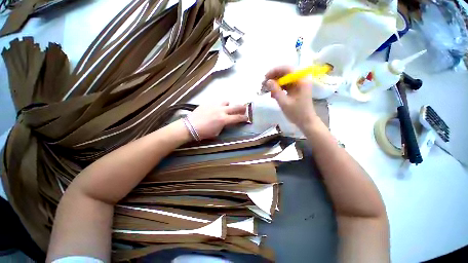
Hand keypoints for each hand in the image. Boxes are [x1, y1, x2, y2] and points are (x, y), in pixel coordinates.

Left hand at [187, 102, 247, 139]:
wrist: (190, 127)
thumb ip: (224, 125)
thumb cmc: (204, 132)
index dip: (244, 118)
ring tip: (227, 108)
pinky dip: (220, 105)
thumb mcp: (217, 132)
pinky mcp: (208, 103)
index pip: (237, 118)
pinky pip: (217, 102)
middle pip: (235, 107)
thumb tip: (227, 122)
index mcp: (224, 120)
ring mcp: (215, 105)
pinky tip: (216, 108)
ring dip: (229, 105)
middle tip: (244, 108)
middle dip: (242, 108)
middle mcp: (221, 110)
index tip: (247, 118)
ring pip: (226, 101)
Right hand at [265, 66, 320, 130]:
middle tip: (264, 84)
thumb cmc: (296, 113)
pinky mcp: (296, 89)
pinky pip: (285, 85)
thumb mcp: (284, 102)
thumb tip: (267, 81)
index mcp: (301, 81)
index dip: (275, 71)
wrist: (305, 121)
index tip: (265, 77)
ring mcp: (298, 85)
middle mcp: (301, 80)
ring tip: (267, 90)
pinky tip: (273, 95)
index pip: (287, 69)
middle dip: (273, 77)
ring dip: (275, 83)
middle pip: (285, 73)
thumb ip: (275, 91)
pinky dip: (278, 88)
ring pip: (284, 79)